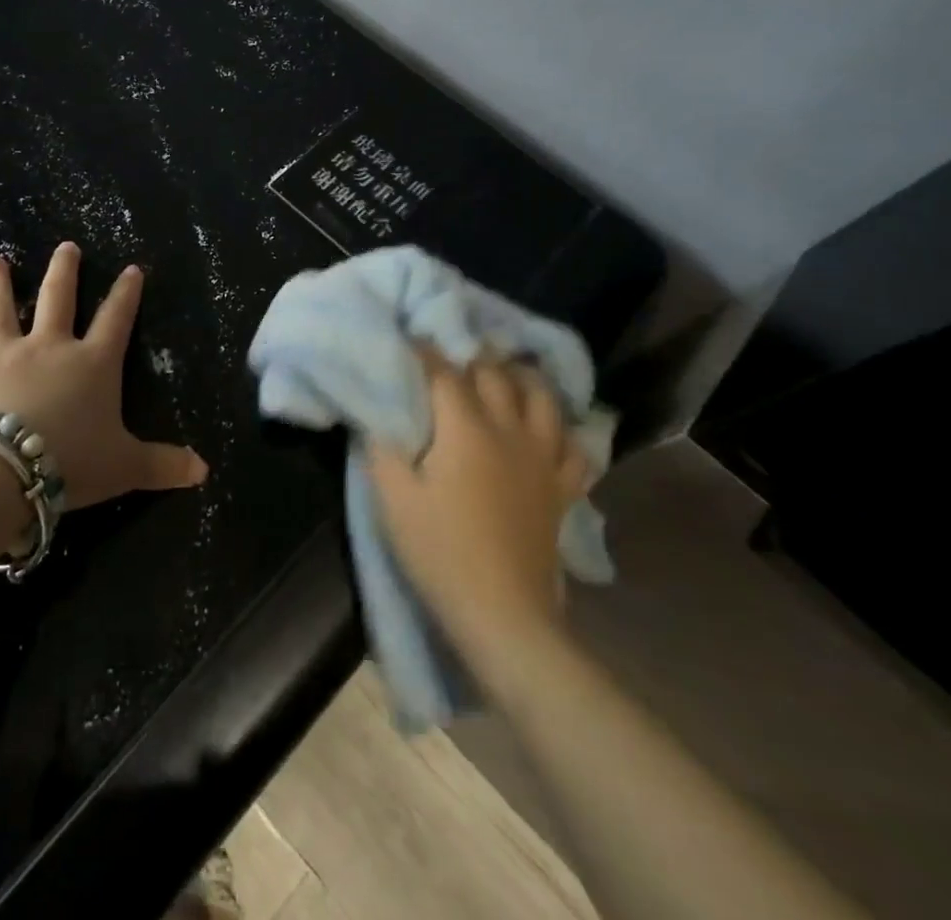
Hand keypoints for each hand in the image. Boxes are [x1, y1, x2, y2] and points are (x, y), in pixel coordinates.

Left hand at [0, 242, 207, 510]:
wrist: (5, 471)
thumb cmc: (72, 463)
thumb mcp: (127, 467)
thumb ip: (164, 465)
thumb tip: (204, 471)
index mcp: (90, 363)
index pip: (115, 319)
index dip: (126, 293)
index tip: (132, 269)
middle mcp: (48, 348)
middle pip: (57, 298)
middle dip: (64, 271)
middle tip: (66, 247)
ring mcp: (3, 356)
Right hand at [365, 349, 589, 657]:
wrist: (502, 614)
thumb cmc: (439, 551)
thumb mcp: (392, 498)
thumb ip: (381, 446)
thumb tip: (375, 410)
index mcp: (466, 429)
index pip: (444, 372)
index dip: (424, 350)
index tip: (407, 337)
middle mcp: (509, 431)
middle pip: (495, 374)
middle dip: (470, 356)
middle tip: (450, 352)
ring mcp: (543, 459)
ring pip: (543, 398)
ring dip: (521, 378)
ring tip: (503, 372)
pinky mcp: (562, 489)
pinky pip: (574, 447)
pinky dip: (563, 429)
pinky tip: (549, 428)